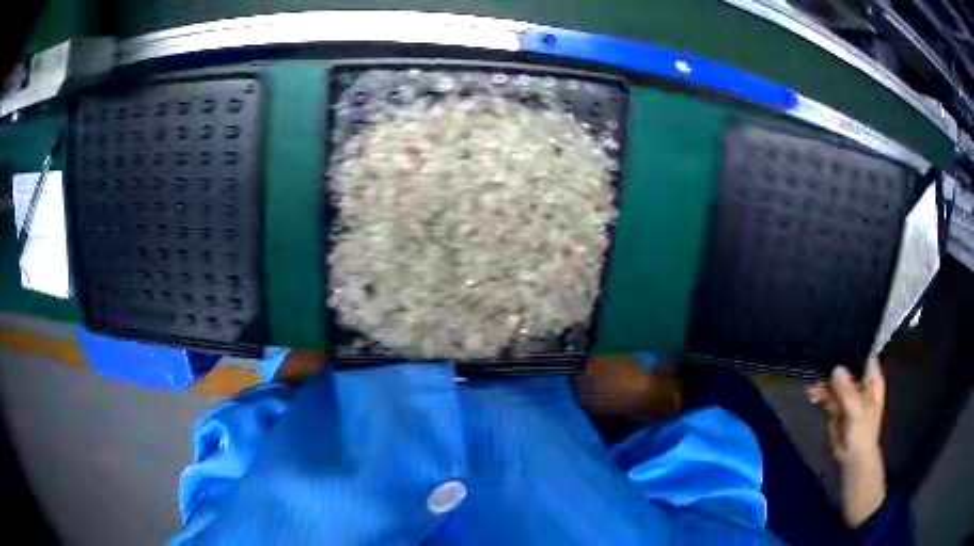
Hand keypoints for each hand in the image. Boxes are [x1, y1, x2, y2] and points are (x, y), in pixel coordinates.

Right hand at [808, 359, 886, 527]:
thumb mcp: (856, 413)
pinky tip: (811, 393)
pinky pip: (828, 395)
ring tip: (812, 381)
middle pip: (848, 365)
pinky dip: (820, 393)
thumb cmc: (861, 436)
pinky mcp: (837, 408)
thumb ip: (847, 391)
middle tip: (820, 357)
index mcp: (872, 379)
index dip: (854, 343)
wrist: (852, 464)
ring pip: (836, 380)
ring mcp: (848, 396)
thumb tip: (836, 367)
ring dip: (824, 380)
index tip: (839, 333)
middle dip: (835, 361)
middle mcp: (861, 383)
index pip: (864, 353)